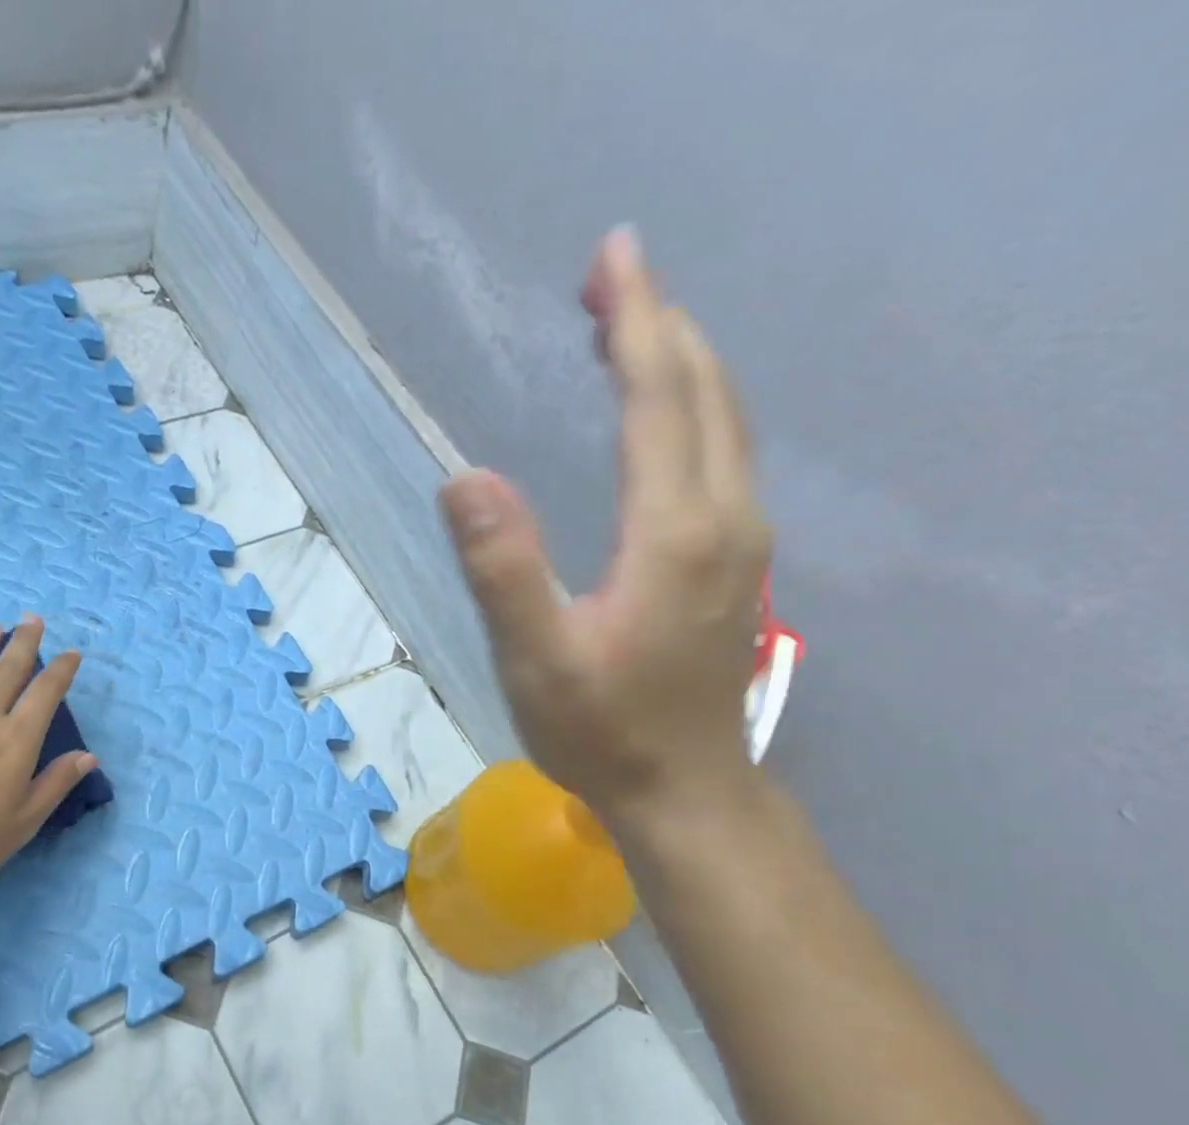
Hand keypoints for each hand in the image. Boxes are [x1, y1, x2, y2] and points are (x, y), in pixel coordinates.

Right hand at [440, 226, 771, 828]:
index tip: (612, 256)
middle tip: (609, 277)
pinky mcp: (734, 560)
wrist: (683, 790)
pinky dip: (691, 407)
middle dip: (658, 324)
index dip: (635, 321)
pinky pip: (721, 453)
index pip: (657, 398)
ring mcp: (740, 539)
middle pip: (702, 392)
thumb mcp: (535, 658)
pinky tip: (662, 412)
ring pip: (722, 420)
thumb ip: (503, 568)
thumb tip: (463, 478)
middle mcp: (723, 517)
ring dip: (678, 362)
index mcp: (673, 530)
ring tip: (629, 328)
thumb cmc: (601, 731)